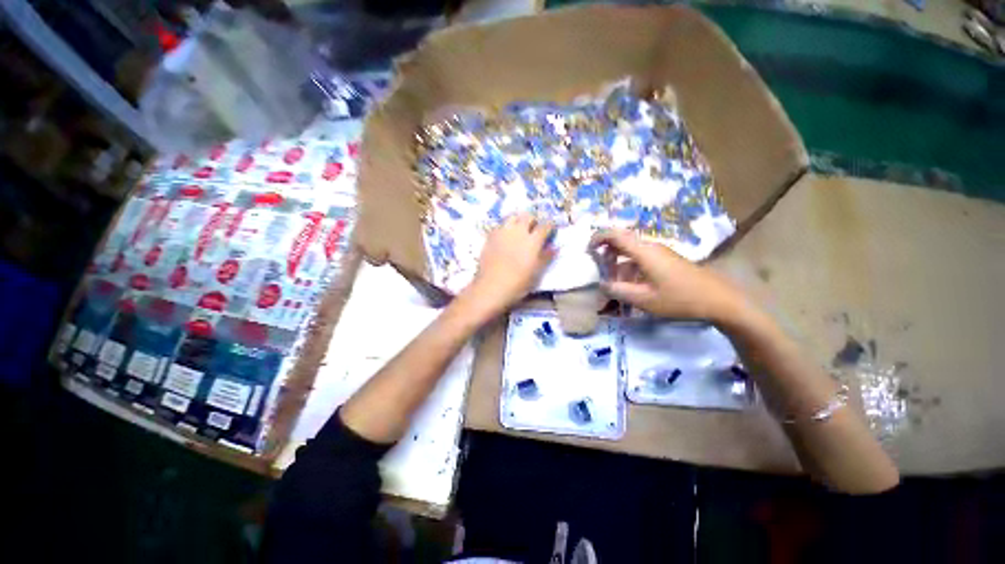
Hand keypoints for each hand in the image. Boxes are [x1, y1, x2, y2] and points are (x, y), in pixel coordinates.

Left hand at [464, 213, 554, 314]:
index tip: (550, 230)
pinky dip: (505, 228)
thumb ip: (546, 257)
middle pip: (528, 216)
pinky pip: (500, 225)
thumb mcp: (536, 272)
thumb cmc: (518, 283)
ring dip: (518, 221)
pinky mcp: (490, 236)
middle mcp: (518, 231)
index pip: (545, 225)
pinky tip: (505, 237)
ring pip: (512, 217)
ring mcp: (503, 232)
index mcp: (533, 240)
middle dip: (533, 220)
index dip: (550, 226)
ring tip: (518, 230)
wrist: (491, 286)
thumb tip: (554, 247)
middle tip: (533, 229)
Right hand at [589, 229, 747, 322]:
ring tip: (614, 283)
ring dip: (618, 263)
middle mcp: (650, 247)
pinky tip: (631, 286)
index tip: (588, 251)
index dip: (598, 238)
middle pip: (621, 241)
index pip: (615, 235)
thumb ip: (618, 291)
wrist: (718, 300)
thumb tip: (601, 284)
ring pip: (631, 251)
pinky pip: (641, 259)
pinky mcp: (666, 260)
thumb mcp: (644, 300)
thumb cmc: (679, 299)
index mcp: (644, 252)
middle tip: (599, 270)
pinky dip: (629, 268)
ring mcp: (660, 253)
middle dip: (606, 253)